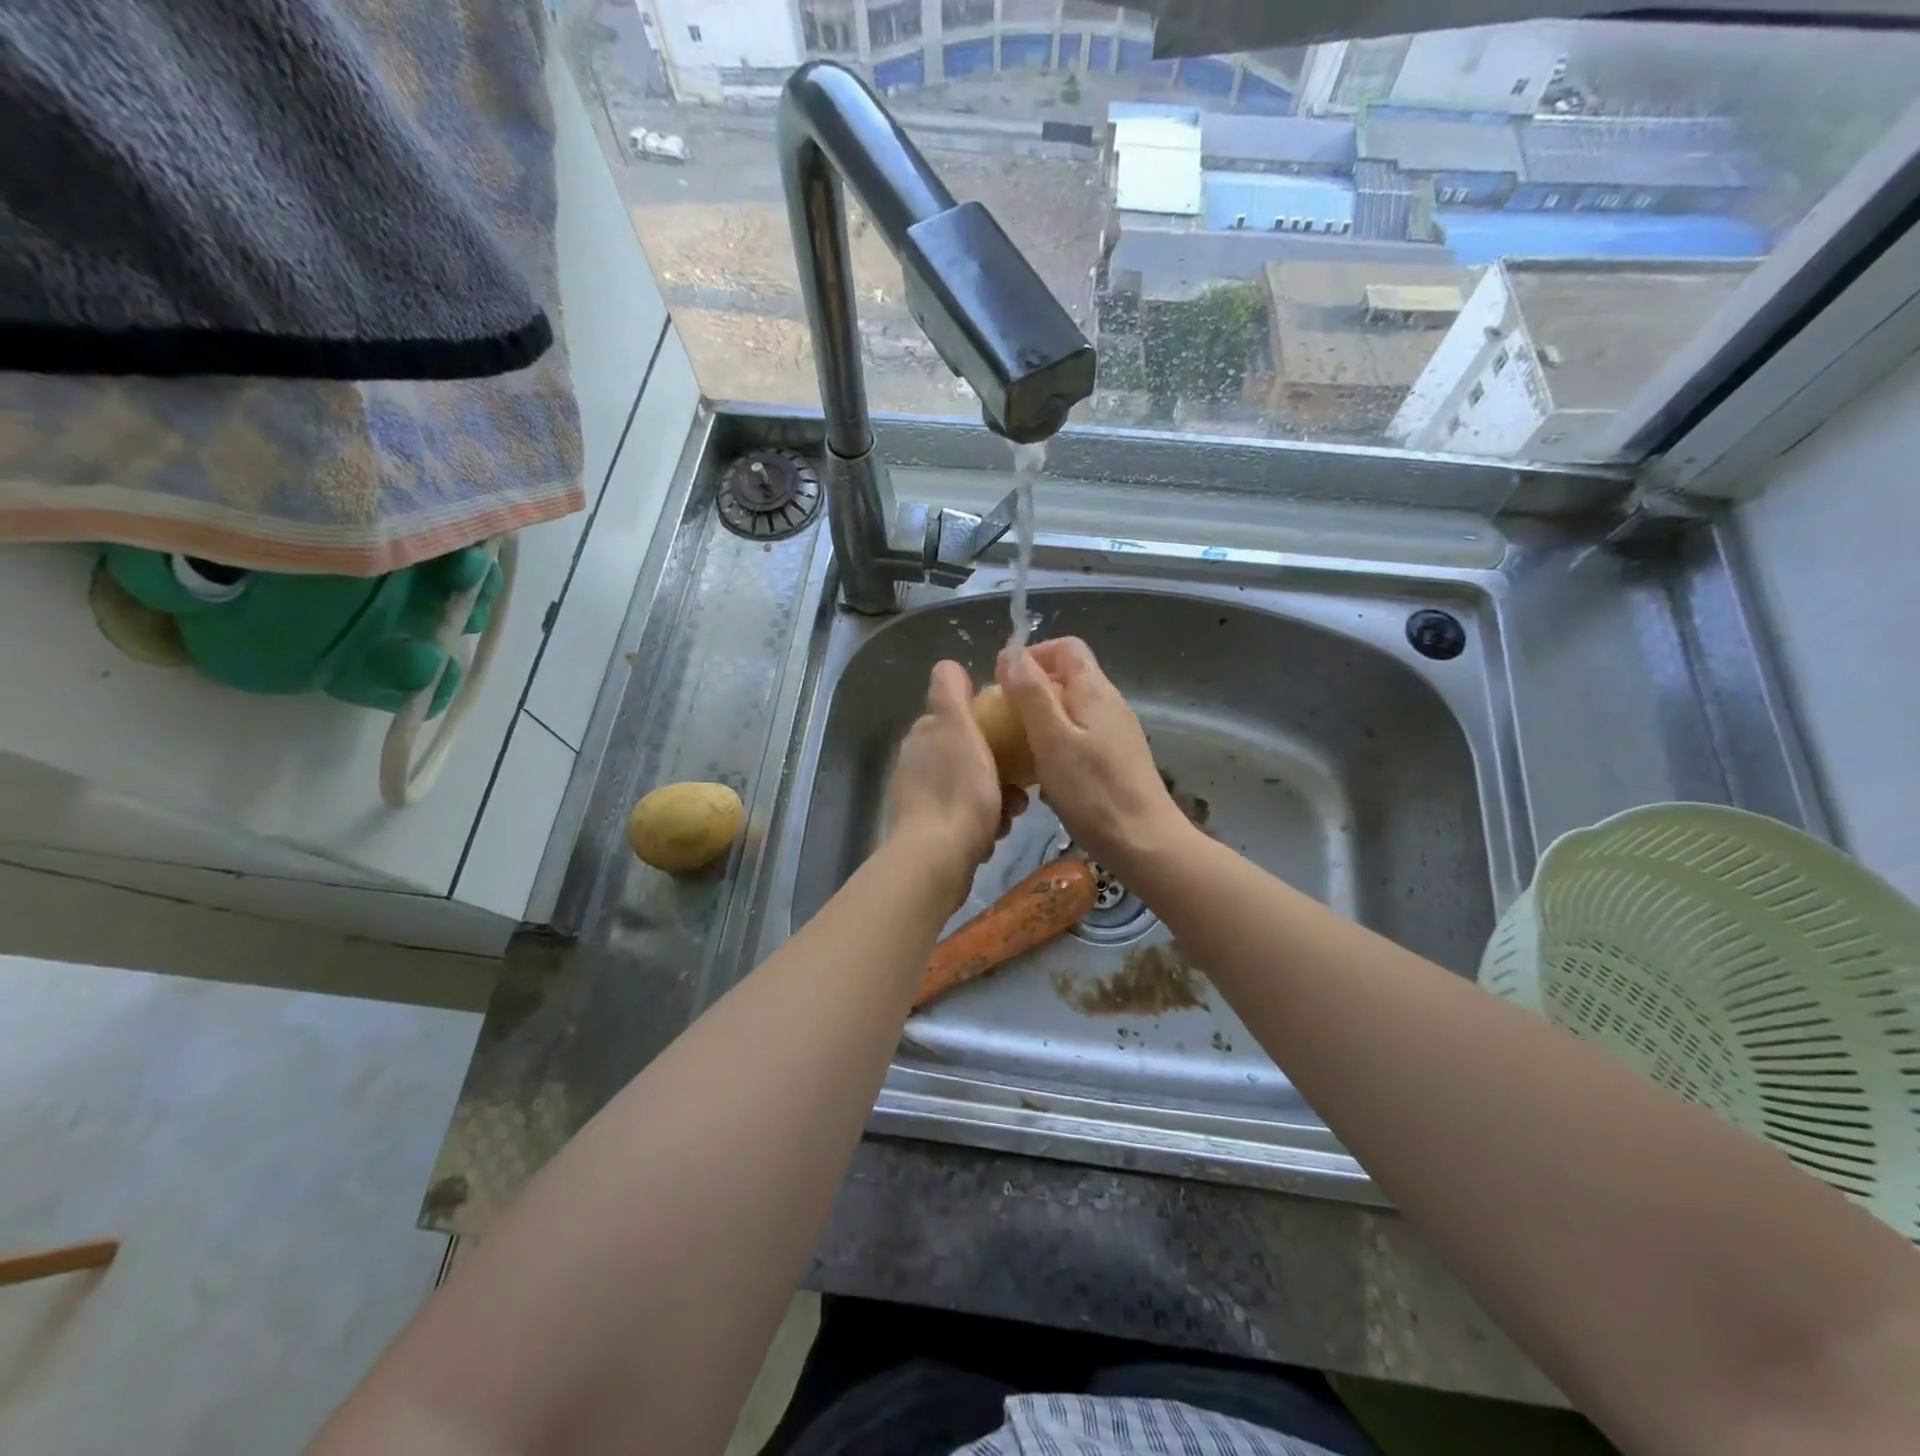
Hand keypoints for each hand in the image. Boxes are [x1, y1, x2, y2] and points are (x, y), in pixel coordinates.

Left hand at [887, 661, 1026, 897]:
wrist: (938, 858)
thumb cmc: (958, 790)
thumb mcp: (958, 728)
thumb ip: (950, 693)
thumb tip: (947, 666)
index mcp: (923, 736)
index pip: (958, 718)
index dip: (986, 726)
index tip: (1010, 739)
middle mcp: (916, 764)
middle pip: (969, 756)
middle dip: (998, 769)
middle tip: (1018, 787)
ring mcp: (920, 800)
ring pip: (971, 788)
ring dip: (996, 800)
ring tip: (1010, 815)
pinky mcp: (929, 833)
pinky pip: (965, 819)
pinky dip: (983, 826)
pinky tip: (993, 837)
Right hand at [997, 638, 1189, 876]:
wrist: (1144, 844)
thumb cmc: (1093, 792)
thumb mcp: (1052, 739)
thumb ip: (1030, 694)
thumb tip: (1009, 652)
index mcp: (1095, 690)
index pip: (1065, 647)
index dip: (1031, 655)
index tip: (1002, 683)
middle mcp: (1109, 704)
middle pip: (1066, 678)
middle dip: (1029, 692)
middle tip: (1002, 722)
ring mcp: (1115, 734)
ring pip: (1069, 712)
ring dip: (1039, 724)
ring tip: (1016, 752)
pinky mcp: (1115, 761)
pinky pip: (1078, 739)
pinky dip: (1055, 748)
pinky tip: (1042, 779)